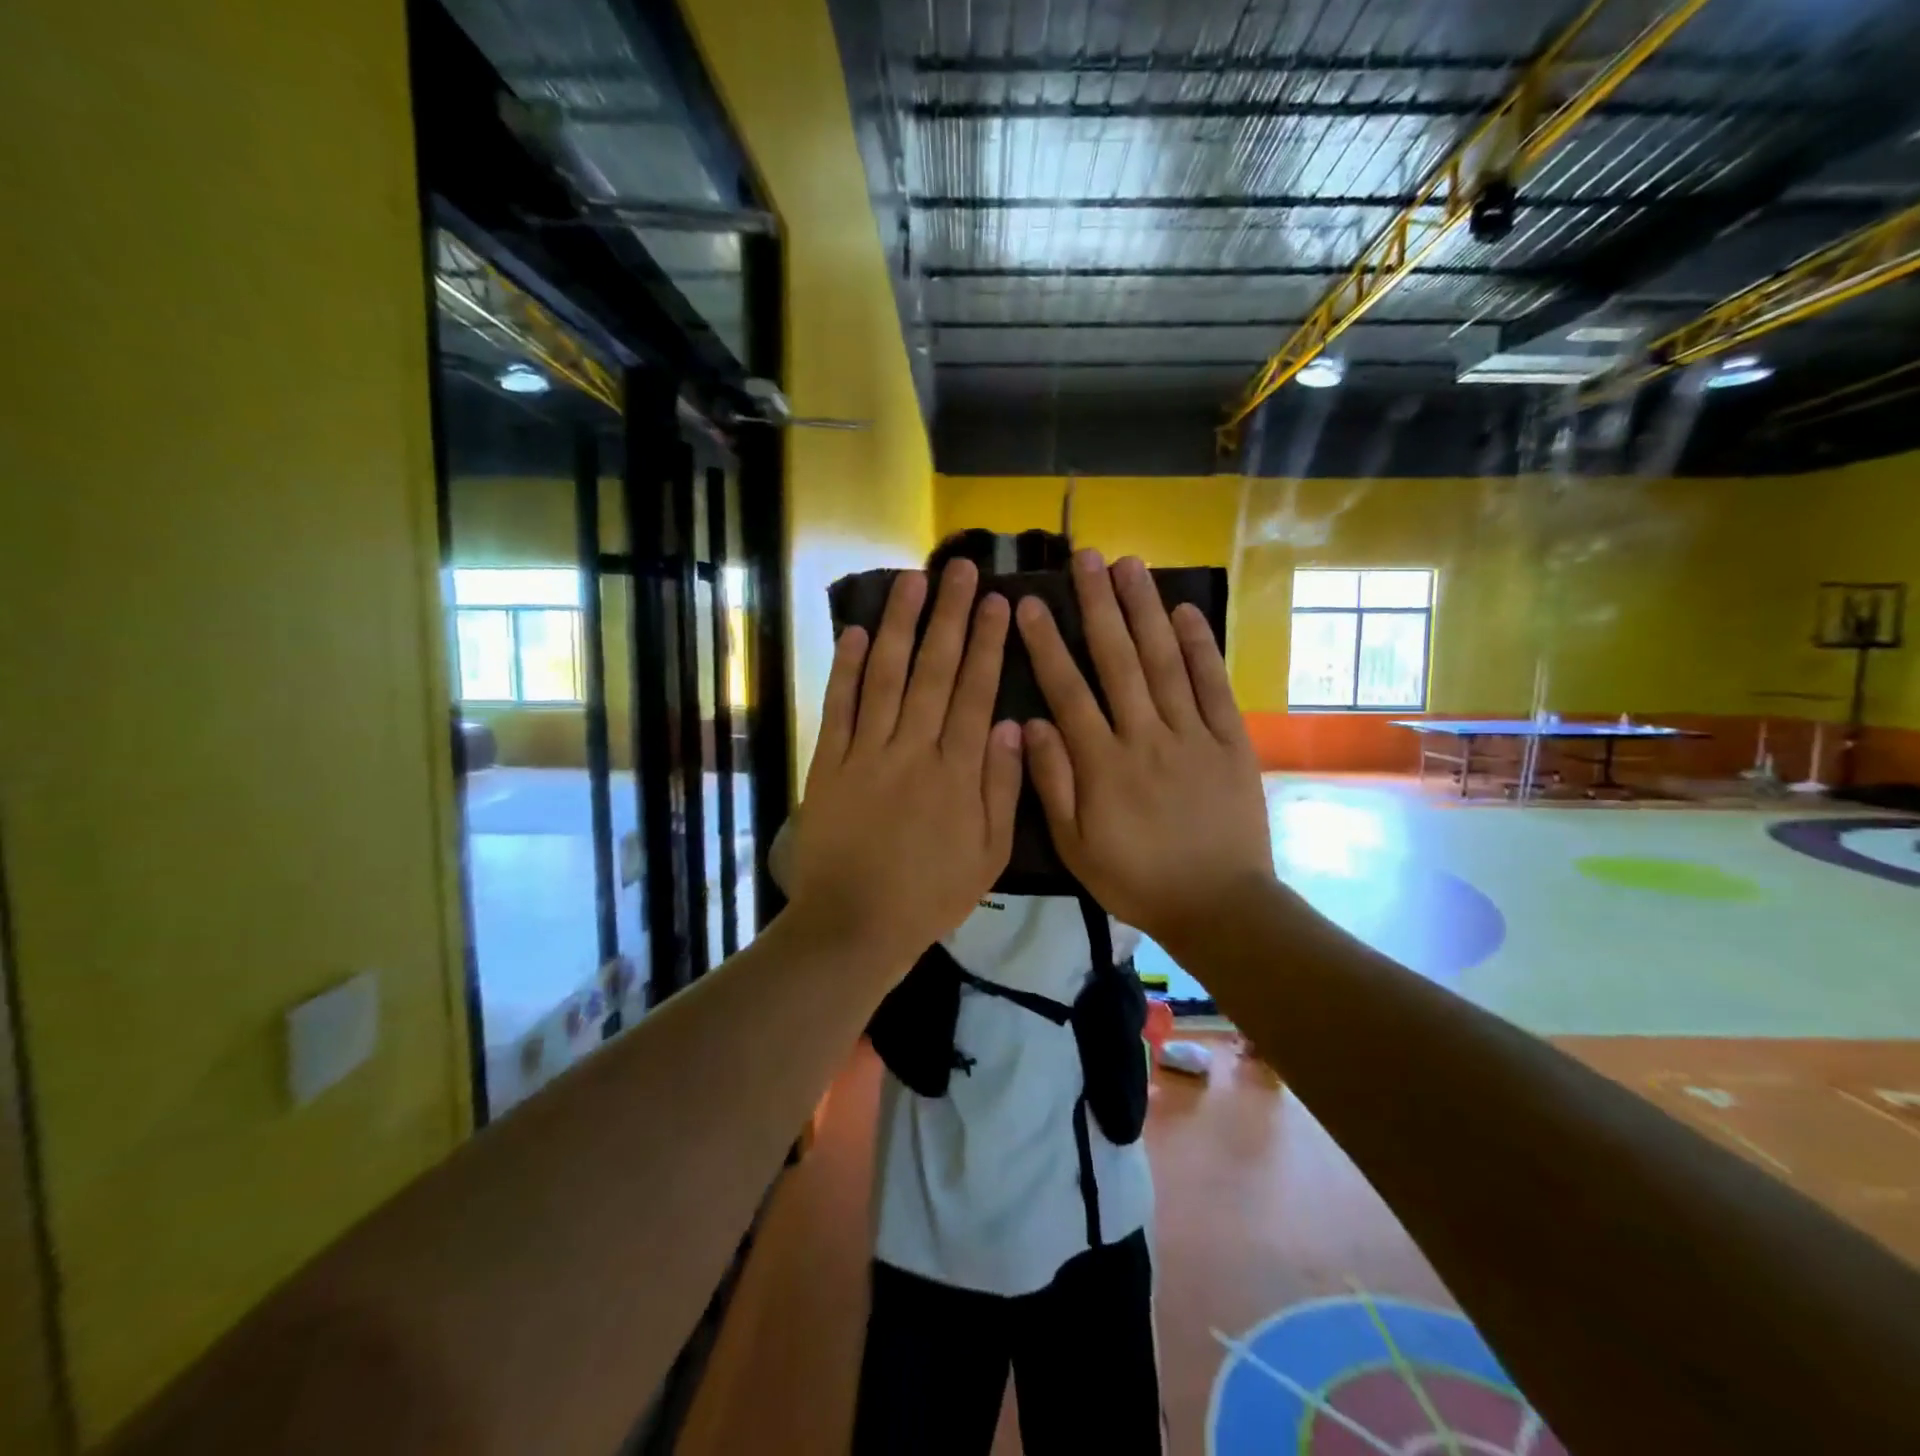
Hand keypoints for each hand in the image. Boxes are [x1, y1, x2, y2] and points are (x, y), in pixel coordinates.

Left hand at [784, 561, 1023, 969]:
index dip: (987, 644)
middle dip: (950, 616)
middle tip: (961, 569)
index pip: (976, 692)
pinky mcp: (829, 764)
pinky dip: (846, 669)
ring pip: (887, 677)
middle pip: (934, 671)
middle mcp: (913, 749)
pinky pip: (838, 708)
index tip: (997, 602)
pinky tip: (856, 632)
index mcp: (957, 772)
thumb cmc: (930, 894)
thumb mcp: (988, 854)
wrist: (856, 924)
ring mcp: (866, 753)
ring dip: (901, 625)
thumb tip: (1013, 725)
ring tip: (913, 581)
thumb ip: (1002, 788)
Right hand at [1016, 551, 1273, 950]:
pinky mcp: (1230, 741)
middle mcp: (1146, 736)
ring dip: (1146, 610)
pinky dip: (1201, 646)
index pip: (1068, 690)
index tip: (1031, 603)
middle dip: (1099, 605)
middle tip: (1086, 557)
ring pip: (1165, 661)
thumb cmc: (1136, 878)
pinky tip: (1186, 610)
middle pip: (1118, 660)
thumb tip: (1030, 723)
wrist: (1218, 904)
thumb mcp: (1076, 846)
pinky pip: (1214, 686)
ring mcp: (1192, 734)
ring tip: (1130, 564)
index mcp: (1103, 763)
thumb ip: (1052, 783)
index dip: (1047, 644)